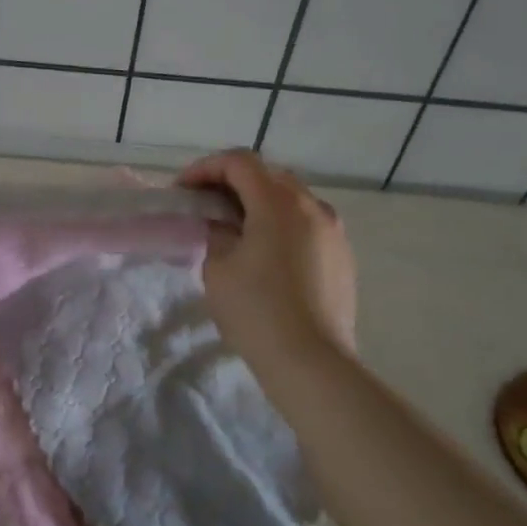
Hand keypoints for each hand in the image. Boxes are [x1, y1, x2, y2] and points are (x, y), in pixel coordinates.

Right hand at [178, 150, 357, 364]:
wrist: (312, 362)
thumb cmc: (257, 310)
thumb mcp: (219, 267)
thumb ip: (217, 233)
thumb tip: (225, 225)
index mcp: (278, 203)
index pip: (239, 163)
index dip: (205, 168)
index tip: (183, 190)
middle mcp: (311, 206)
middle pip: (268, 175)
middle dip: (232, 182)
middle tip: (206, 204)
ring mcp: (333, 231)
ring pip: (291, 198)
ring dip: (259, 202)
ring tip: (235, 227)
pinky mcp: (342, 256)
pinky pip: (307, 223)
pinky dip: (281, 223)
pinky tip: (266, 252)